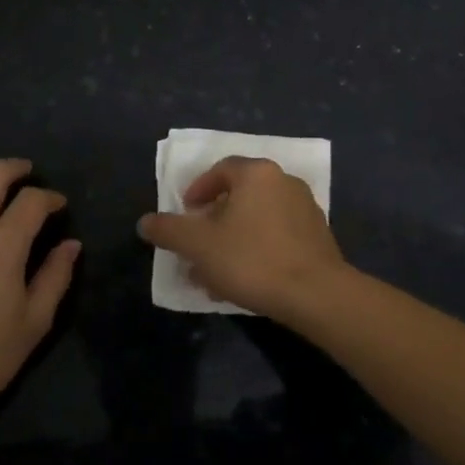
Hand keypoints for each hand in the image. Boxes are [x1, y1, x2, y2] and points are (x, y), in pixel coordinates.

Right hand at [138, 156, 347, 321]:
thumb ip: (168, 230)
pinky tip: (245, 280)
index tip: (186, 214)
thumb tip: (145, 222)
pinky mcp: (318, 238)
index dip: (198, 189)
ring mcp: (306, 210)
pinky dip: (257, 250)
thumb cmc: (251, 260)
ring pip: (257, 219)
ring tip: (216, 272)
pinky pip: (277, 236)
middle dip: (214, 221)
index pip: (221, 169)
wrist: (316, 295)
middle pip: (240, 195)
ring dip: (233, 240)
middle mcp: (284, 182)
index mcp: (257, 174)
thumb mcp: (198, 246)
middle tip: (198, 245)